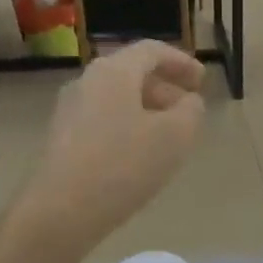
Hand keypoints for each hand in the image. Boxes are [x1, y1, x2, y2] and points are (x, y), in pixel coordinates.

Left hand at [25, 41, 205, 249]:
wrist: (61, 211)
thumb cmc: (123, 165)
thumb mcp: (175, 136)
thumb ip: (191, 111)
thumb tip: (188, 102)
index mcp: (114, 71)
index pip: (152, 51)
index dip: (181, 62)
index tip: (202, 81)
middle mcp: (86, 82)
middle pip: (132, 74)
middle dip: (165, 89)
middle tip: (188, 111)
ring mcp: (69, 111)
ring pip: (116, 99)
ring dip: (146, 111)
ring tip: (168, 137)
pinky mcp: (62, 139)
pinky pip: (102, 121)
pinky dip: (127, 127)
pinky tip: (139, 156)